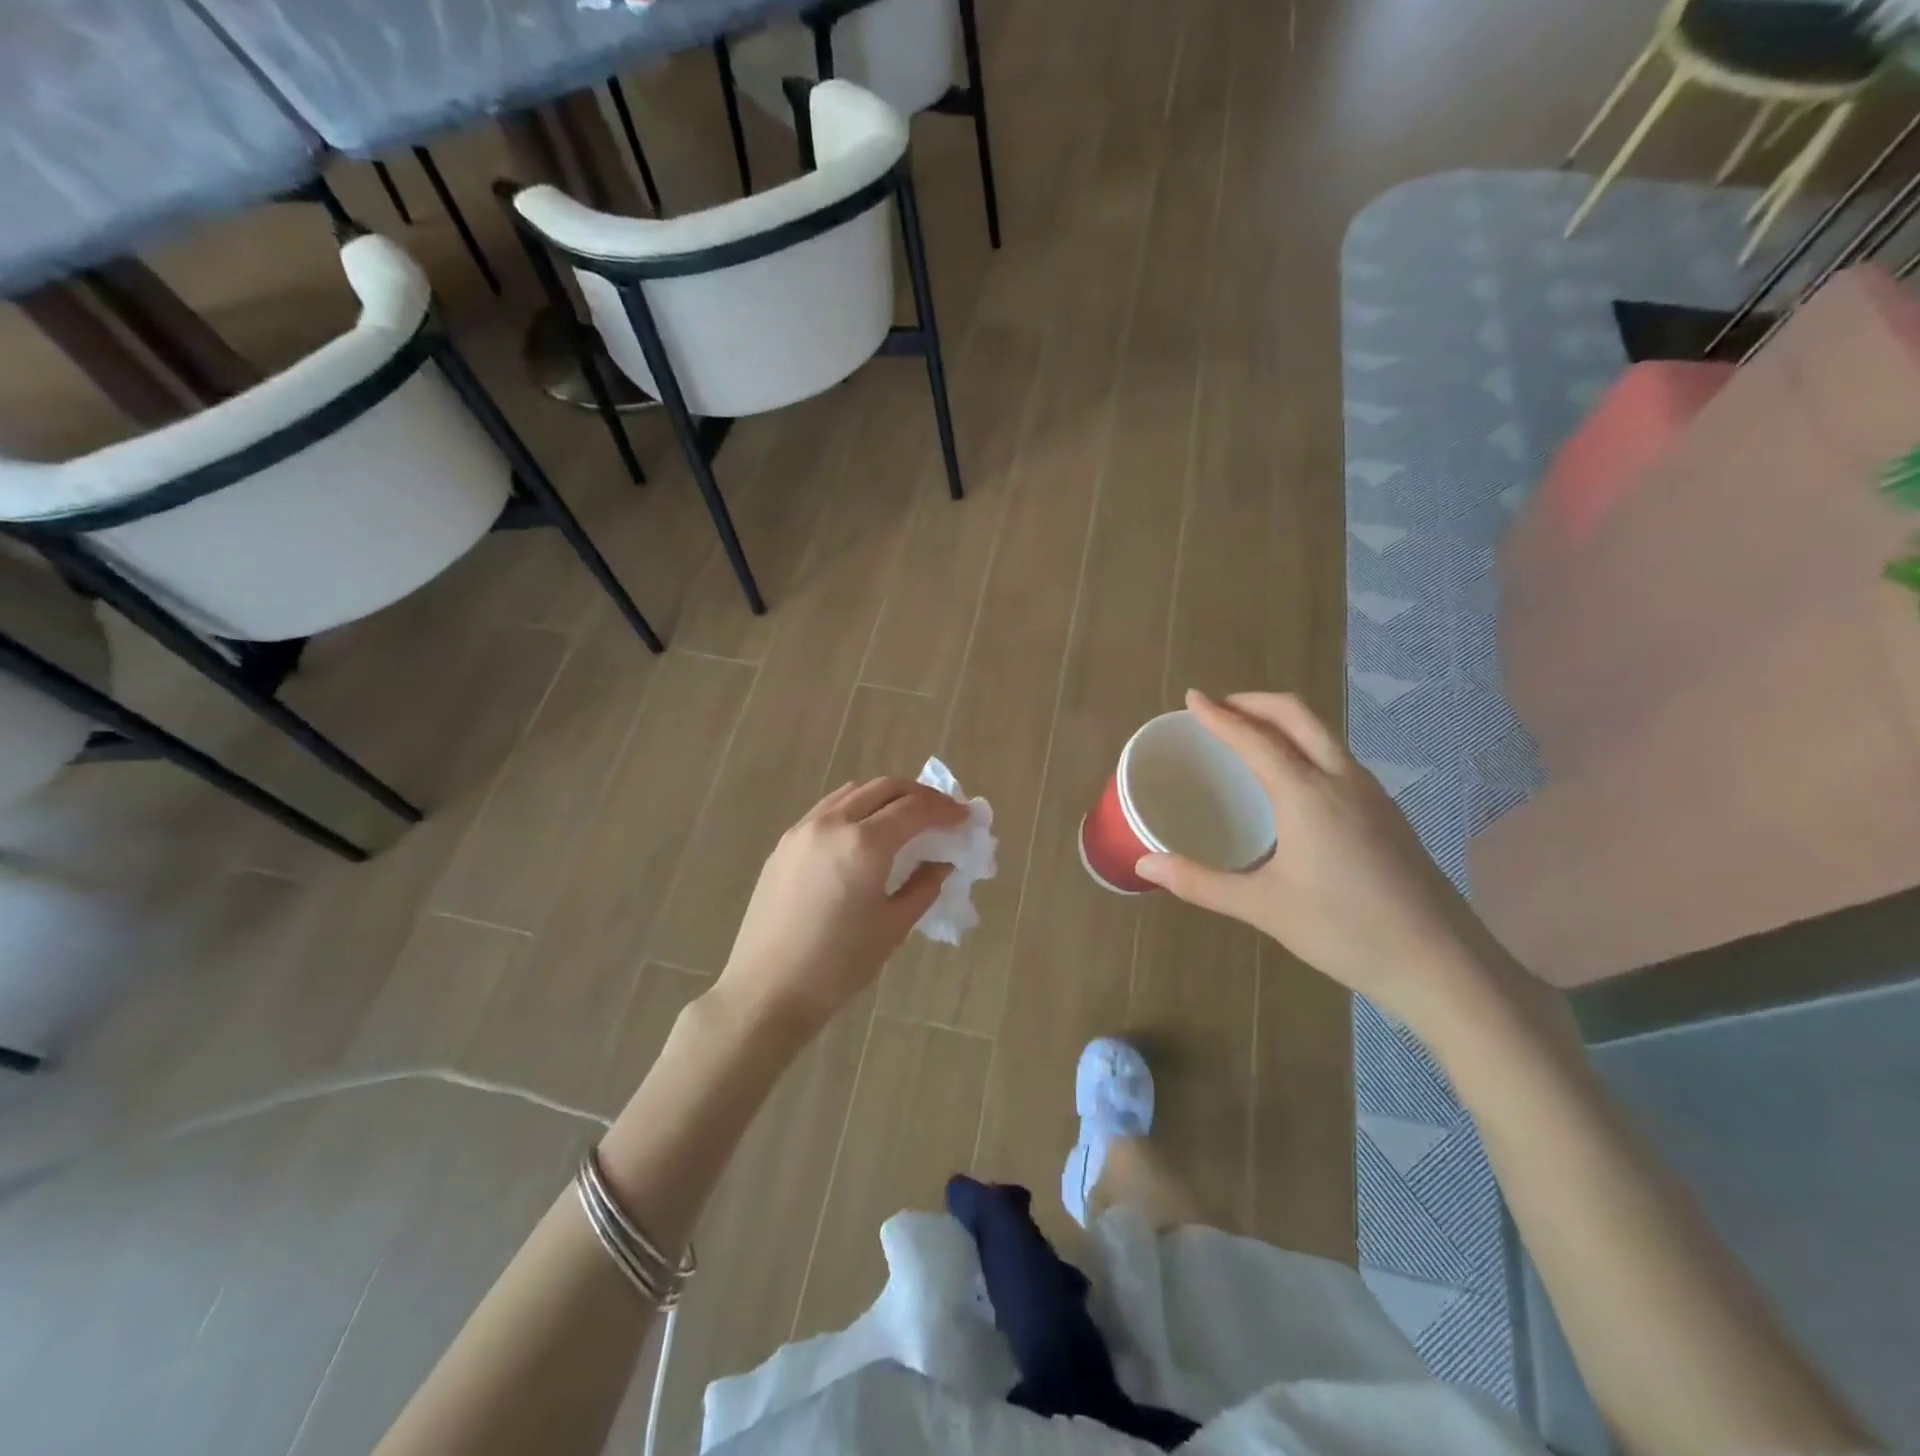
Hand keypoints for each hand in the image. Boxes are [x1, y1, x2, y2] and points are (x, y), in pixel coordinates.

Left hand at [716, 777, 967, 1035]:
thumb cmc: (838, 965)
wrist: (767, 990)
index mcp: (864, 844)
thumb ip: (923, 886)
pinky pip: (829, 808)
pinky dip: (857, 808)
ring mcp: (803, 829)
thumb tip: (942, 862)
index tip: (966, 818)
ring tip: (907, 818)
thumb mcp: (893, 927)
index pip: (914, 808)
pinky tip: (866, 832)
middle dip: (919, 795)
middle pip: (885, 788)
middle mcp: (833, 823)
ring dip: (887, 796)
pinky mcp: (785, 843)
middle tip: (942, 813)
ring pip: (854, 792)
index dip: (945, 810)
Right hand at [1136, 690, 1519, 1032]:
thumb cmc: (1345, 932)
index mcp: (1307, 794)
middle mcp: (1342, 779)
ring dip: (1282, 720)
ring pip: (1323, 733)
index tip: (1191, 697)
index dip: (1219, 715)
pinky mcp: (1386, 812)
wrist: (1442, 964)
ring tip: (1248, 735)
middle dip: (1254, 701)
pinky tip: (1290, 779)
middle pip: (1298, 714)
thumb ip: (1200, 883)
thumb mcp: (1263, 908)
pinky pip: (1336, 756)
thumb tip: (1143, 866)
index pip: (1255, 738)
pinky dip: (1303, 744)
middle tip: (1218, 708)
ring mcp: (1372, 793)